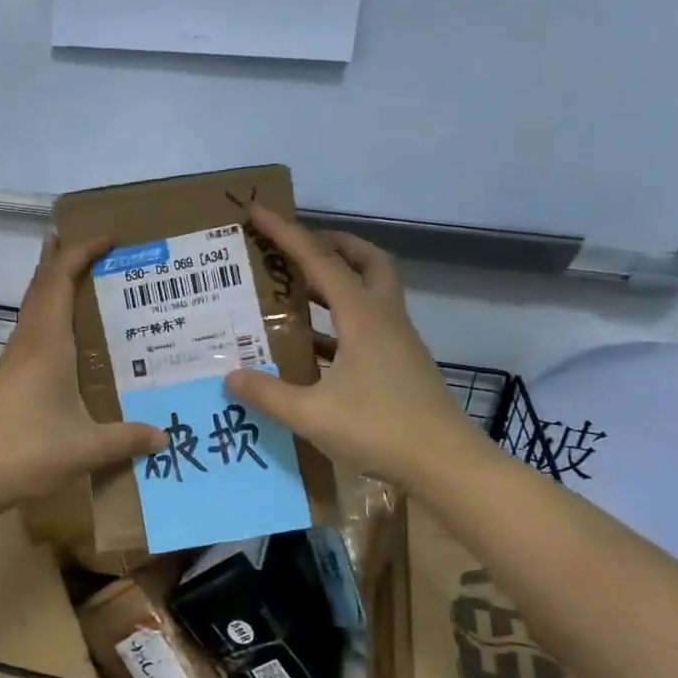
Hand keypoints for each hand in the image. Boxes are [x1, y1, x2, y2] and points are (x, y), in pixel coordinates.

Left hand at [0, 234, 167, 512]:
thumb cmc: (26, 450)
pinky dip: (48, 317)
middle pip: (41, 285)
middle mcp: (27, 343)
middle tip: (90, 244)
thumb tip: (165, 436)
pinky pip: (30, 332)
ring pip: (32, 307)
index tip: (110, 238)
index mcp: (47, 344)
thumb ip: (127, 439)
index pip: (61, 280)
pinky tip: (63, 339)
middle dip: (62, 257)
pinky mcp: (6, 380)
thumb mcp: (86, 447)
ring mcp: (12, 361)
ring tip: (78, 279)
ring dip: (52, 285)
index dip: (82, 252)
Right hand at [226, 205, 486, 489]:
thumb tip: (230, 376)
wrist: (447, 467)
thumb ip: (268, 394)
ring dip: (336, 282)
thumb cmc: (381, 430)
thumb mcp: (313, 415)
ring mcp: (396, 342)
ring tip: (294, 291)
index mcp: (363, 317)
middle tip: (296, 248)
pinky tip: (312, 347)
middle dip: (332, 244)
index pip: (321, 261)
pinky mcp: (400, 365)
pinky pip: (367, 325)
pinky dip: (339, 322)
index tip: (258, 211)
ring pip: (370, 293)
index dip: (287, 233)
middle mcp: (383, 319)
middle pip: (366, 261)